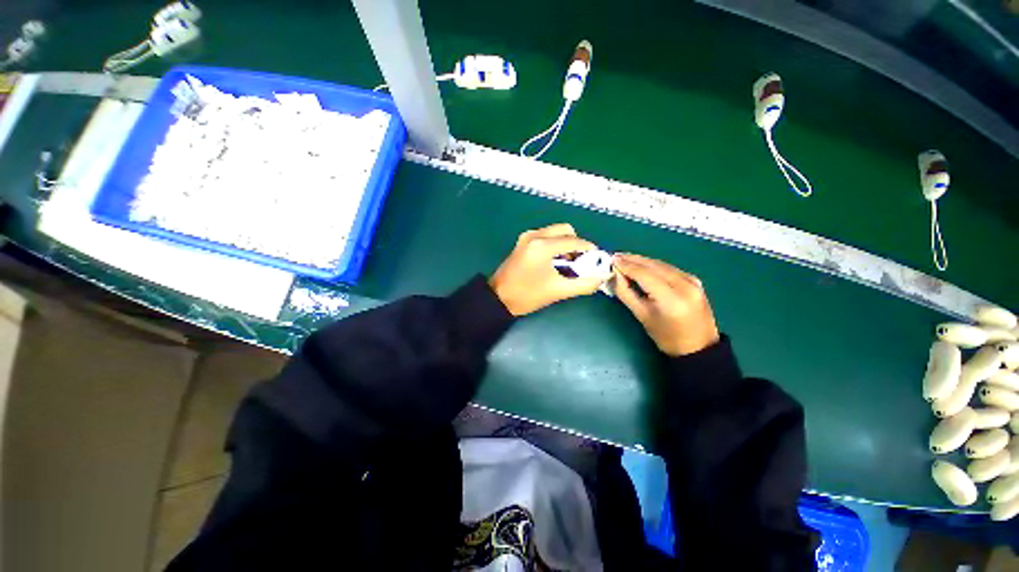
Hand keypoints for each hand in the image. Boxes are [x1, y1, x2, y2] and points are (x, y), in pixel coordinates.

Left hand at [490, 223, 604, 315]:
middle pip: (565, 230)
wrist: (498, 298)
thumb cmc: (527, 295)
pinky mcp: (522, 242)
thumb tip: (601, 277)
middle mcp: (535, 235)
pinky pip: (545, 237)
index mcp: (542, 245)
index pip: (574, 241)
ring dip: (565, 244)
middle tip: (580, 262)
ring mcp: (526, 237)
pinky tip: (555, 261)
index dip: (589, 249)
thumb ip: (584, 284)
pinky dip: (555, 245)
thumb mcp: (558, 291)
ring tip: (568, 263)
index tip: (597, 260)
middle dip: (576, 244)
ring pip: (555, 232)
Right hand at [613, 253, 718, 356]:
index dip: (626, 266)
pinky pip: (668, 268)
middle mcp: (684, 285)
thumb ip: (626, 293)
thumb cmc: (666, 336)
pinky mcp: (694, 279)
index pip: (644, 275)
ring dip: (641, 261)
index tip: (611, 260)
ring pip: (661, 264)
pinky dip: (652, 266)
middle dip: (632, 260)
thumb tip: (614, 275)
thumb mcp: (642, 316)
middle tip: (615, 256)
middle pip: (653, 266)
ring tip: (624, 259)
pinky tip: (641, 266)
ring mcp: (692, 280)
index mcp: (671, 299)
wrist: (698, 346)